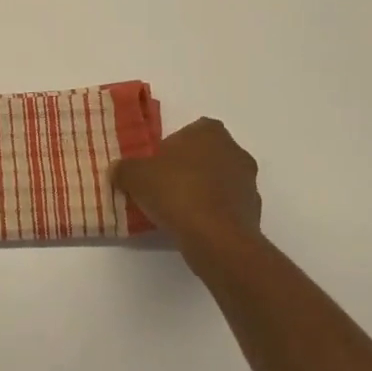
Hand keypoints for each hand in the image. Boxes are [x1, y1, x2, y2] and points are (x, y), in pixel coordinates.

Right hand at [112, 118, 264, 252]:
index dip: (170, 148)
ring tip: (176, 211)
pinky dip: (212, 214)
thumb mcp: (135, 176)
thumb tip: (118, 169)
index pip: (189, 131)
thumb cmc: (176, 193)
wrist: (216, 239)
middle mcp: (235, 151)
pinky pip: (226, 207)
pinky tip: (193, 227)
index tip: (156, 167)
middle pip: (205, 156)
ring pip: (218, 182)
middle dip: (187, 169)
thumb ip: (124, 169)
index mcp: (209, 132)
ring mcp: (248, 183)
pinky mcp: (253, 212)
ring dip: (201, 192)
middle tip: (162, 187)